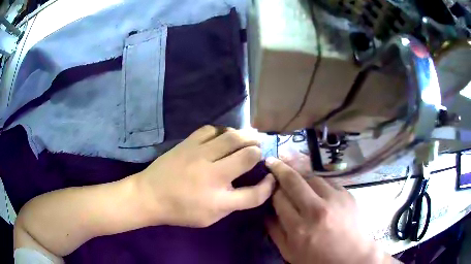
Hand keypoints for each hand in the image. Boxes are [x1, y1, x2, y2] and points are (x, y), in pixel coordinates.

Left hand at [136, 126, 275, 227]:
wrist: (149, 195)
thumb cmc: (180, 211)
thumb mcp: (210, 218)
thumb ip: (233, 204)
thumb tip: (251, 186)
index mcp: (218, 201)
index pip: (255, 194)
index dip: (268, 186)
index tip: (270, 179)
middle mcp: (212, 176)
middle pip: (248, 156)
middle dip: (259, 152)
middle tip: (260, 151)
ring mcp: (199, 156)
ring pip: (232, 137)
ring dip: (247, 136)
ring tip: (251, 138)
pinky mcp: (188, 144)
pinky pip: (211, 129)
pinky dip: (223, 131)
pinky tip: (223, 136)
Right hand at [265, 157, 394, 263]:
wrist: (350, 256)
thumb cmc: (317, 258)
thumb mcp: (289, 252)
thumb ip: (274, 232)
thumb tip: (266, 212)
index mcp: (298, 228)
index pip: (279, 198)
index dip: (272, 190)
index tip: (270, 185)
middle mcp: (316, 210)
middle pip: (294, 181)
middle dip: (280, 168)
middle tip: (273, 161)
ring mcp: (334, 199)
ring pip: (312, 177)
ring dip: (301, 176)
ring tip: (296, 176)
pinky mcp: (347, 194)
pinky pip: (328, 181)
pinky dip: (319, 183)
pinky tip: (317, 188)